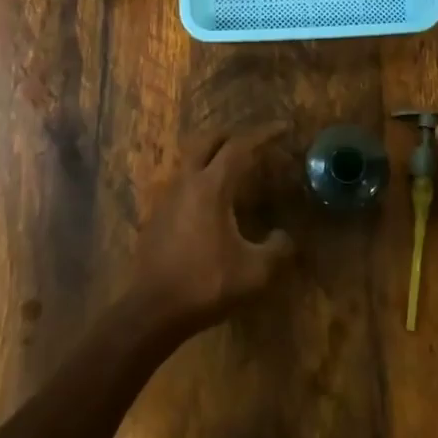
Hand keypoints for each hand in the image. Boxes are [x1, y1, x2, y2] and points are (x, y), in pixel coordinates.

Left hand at [129, 122, 294, 333]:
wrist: (152, 311)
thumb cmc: (206, 284)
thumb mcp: (256, 272)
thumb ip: (278, 249)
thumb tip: (284, 237)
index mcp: (211, 187)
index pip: (239, 147)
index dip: (263, 134)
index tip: (283, 127)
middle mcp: (187, 182)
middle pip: (207, 141)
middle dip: (232, 135)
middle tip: (254, 142)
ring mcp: (167, 198)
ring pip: (191, 161)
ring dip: (213, 157)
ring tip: (236, 171)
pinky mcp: (157, 216)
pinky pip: (184, 184)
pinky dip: (202, 180)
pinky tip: (213, 204)